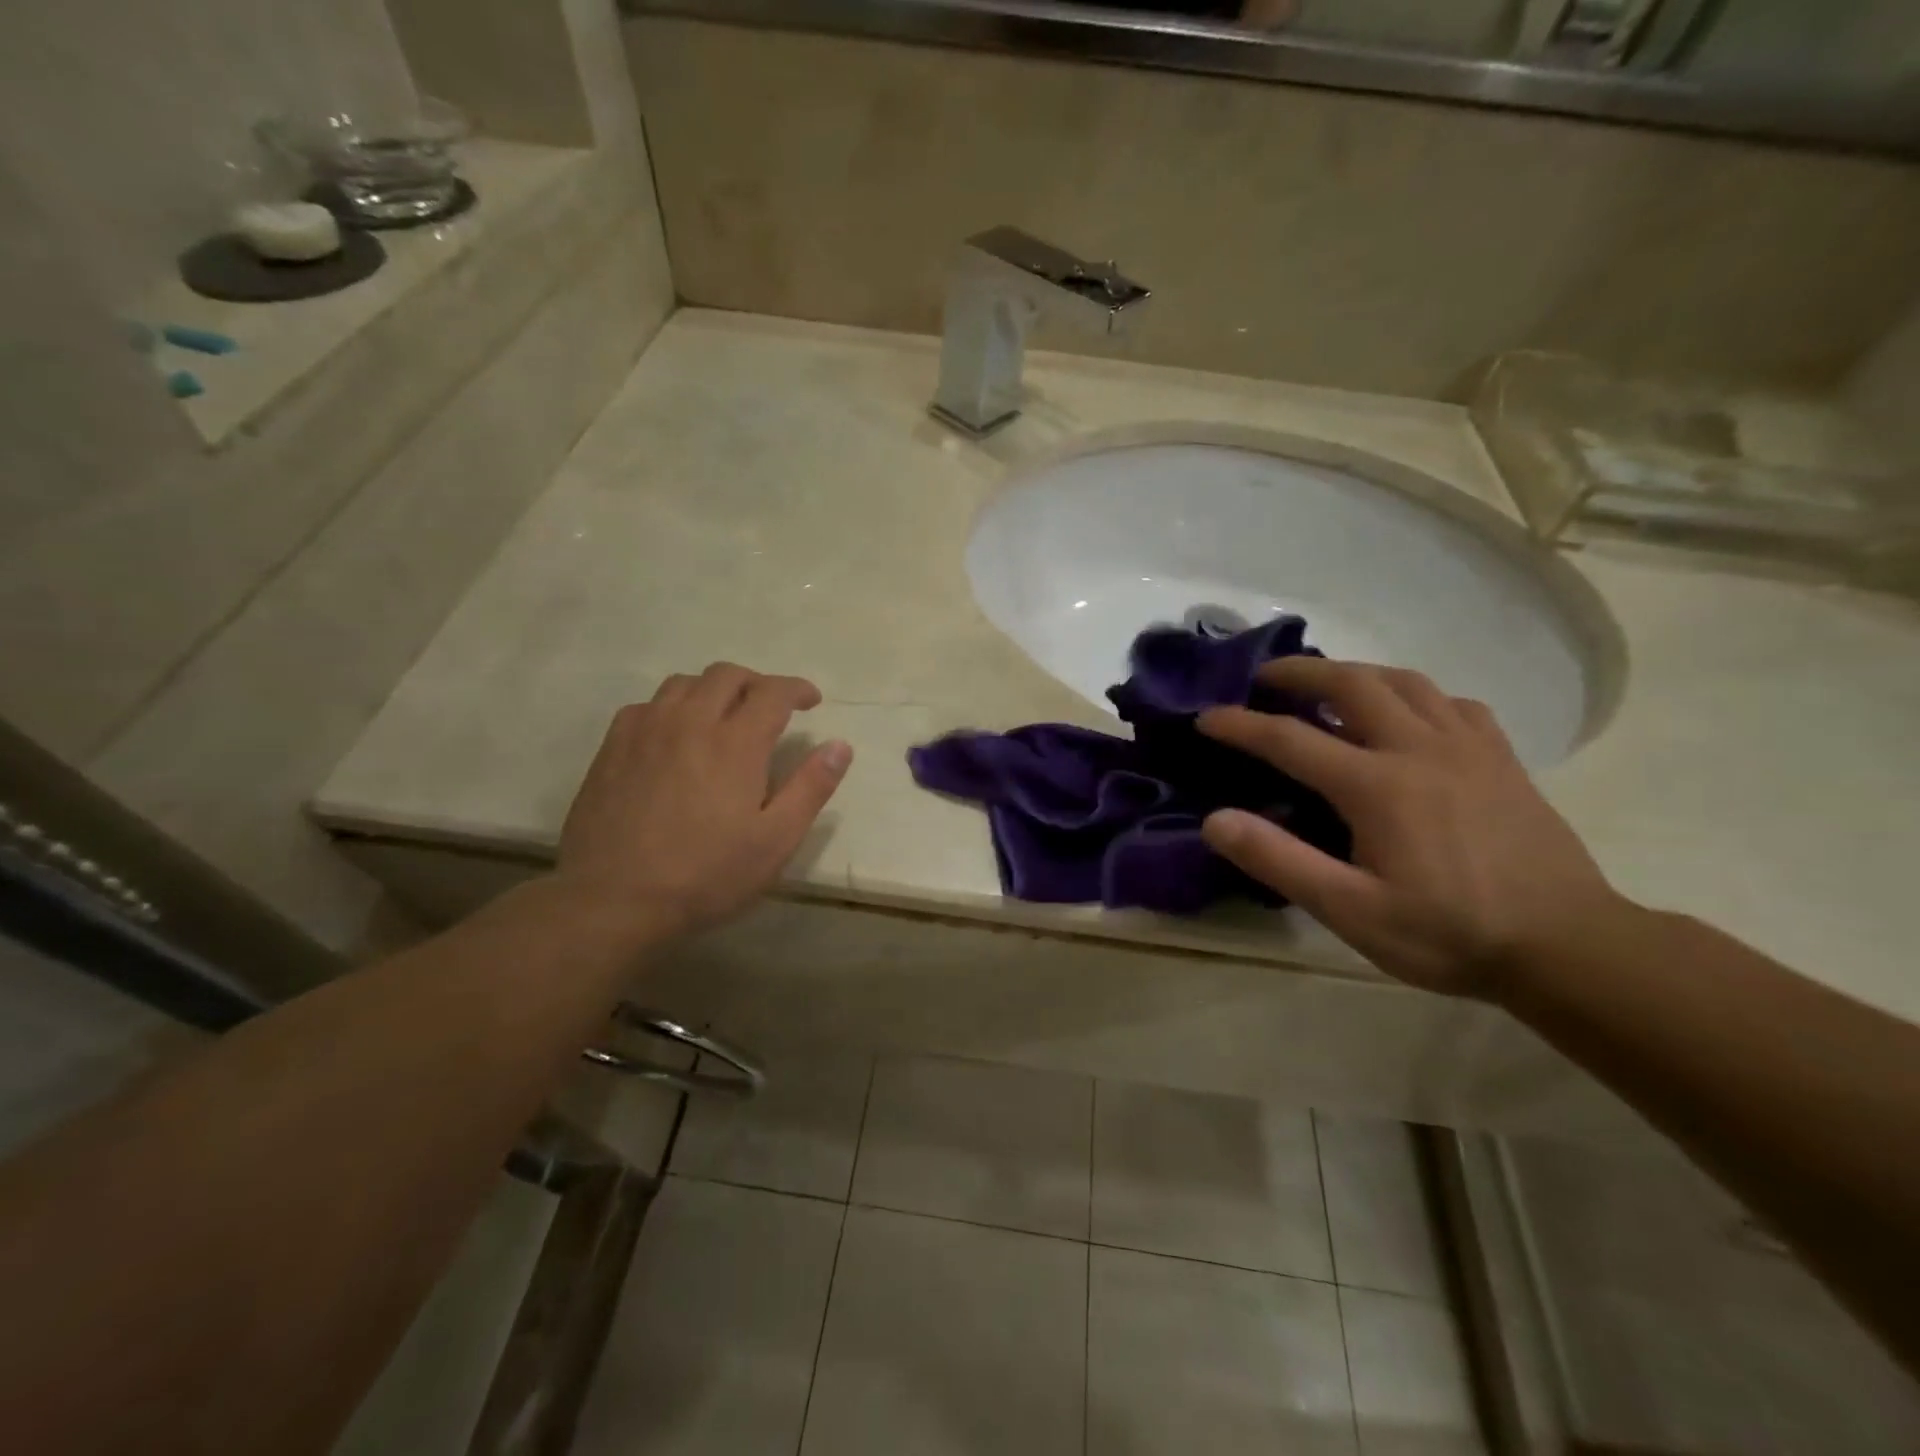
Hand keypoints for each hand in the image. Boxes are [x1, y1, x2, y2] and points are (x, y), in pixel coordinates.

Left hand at [556, 663, 851, 944]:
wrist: (613, 900)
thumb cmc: (705, 875)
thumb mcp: (775, 841)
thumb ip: (811, 788)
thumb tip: (841, 746)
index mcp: (735, 742)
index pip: (773, 692)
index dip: (797, 689)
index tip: (811, 701)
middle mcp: (690, 722)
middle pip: (727, 675)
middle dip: (757, 683)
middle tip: (771, 708)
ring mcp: (645, 731)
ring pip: (684, 683)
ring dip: (713, 689)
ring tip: (724, 715)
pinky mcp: (613, 747)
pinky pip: (647, 705)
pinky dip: (672, 707)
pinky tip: (674, 735)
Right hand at [1198, 658, 1619, 999]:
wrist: (1569, 946)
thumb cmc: (1449, 933)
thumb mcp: (1352, 912)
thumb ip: (1280, 861)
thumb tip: (1215, 820)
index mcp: (1377, 785)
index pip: (1289, 739)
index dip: (1240, 725)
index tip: (1205, 716)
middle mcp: (1419, 748)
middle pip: (1351, 684)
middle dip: (1299, 672)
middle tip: (1264, 677)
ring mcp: (1467, 747)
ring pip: (1404, 681)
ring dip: (1355, 673)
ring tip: (1326, 684)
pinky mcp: (1501, 758)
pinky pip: (1451, 702)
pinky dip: (1415, 695)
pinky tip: (1407, 714)